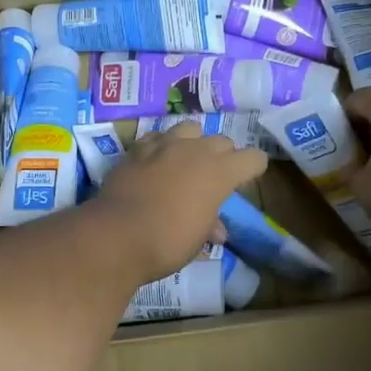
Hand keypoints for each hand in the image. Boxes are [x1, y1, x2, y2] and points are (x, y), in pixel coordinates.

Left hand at [96, 127, 267, 281]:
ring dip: (193, 143)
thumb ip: (210, 225)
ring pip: (190, 128)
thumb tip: (216, 229)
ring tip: (185, 162)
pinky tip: (155, 162)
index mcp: (220, 172)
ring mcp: (164, 145)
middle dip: (223, 156)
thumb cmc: (167, 242)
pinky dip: (161, 147)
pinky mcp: (137, 148)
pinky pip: (157, 137)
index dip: (253, 169)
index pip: (253, 158)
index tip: (245, 181)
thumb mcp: (197, 239)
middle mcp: (196, 150)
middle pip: (222, 141)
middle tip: (214, 178)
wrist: (117, 234)